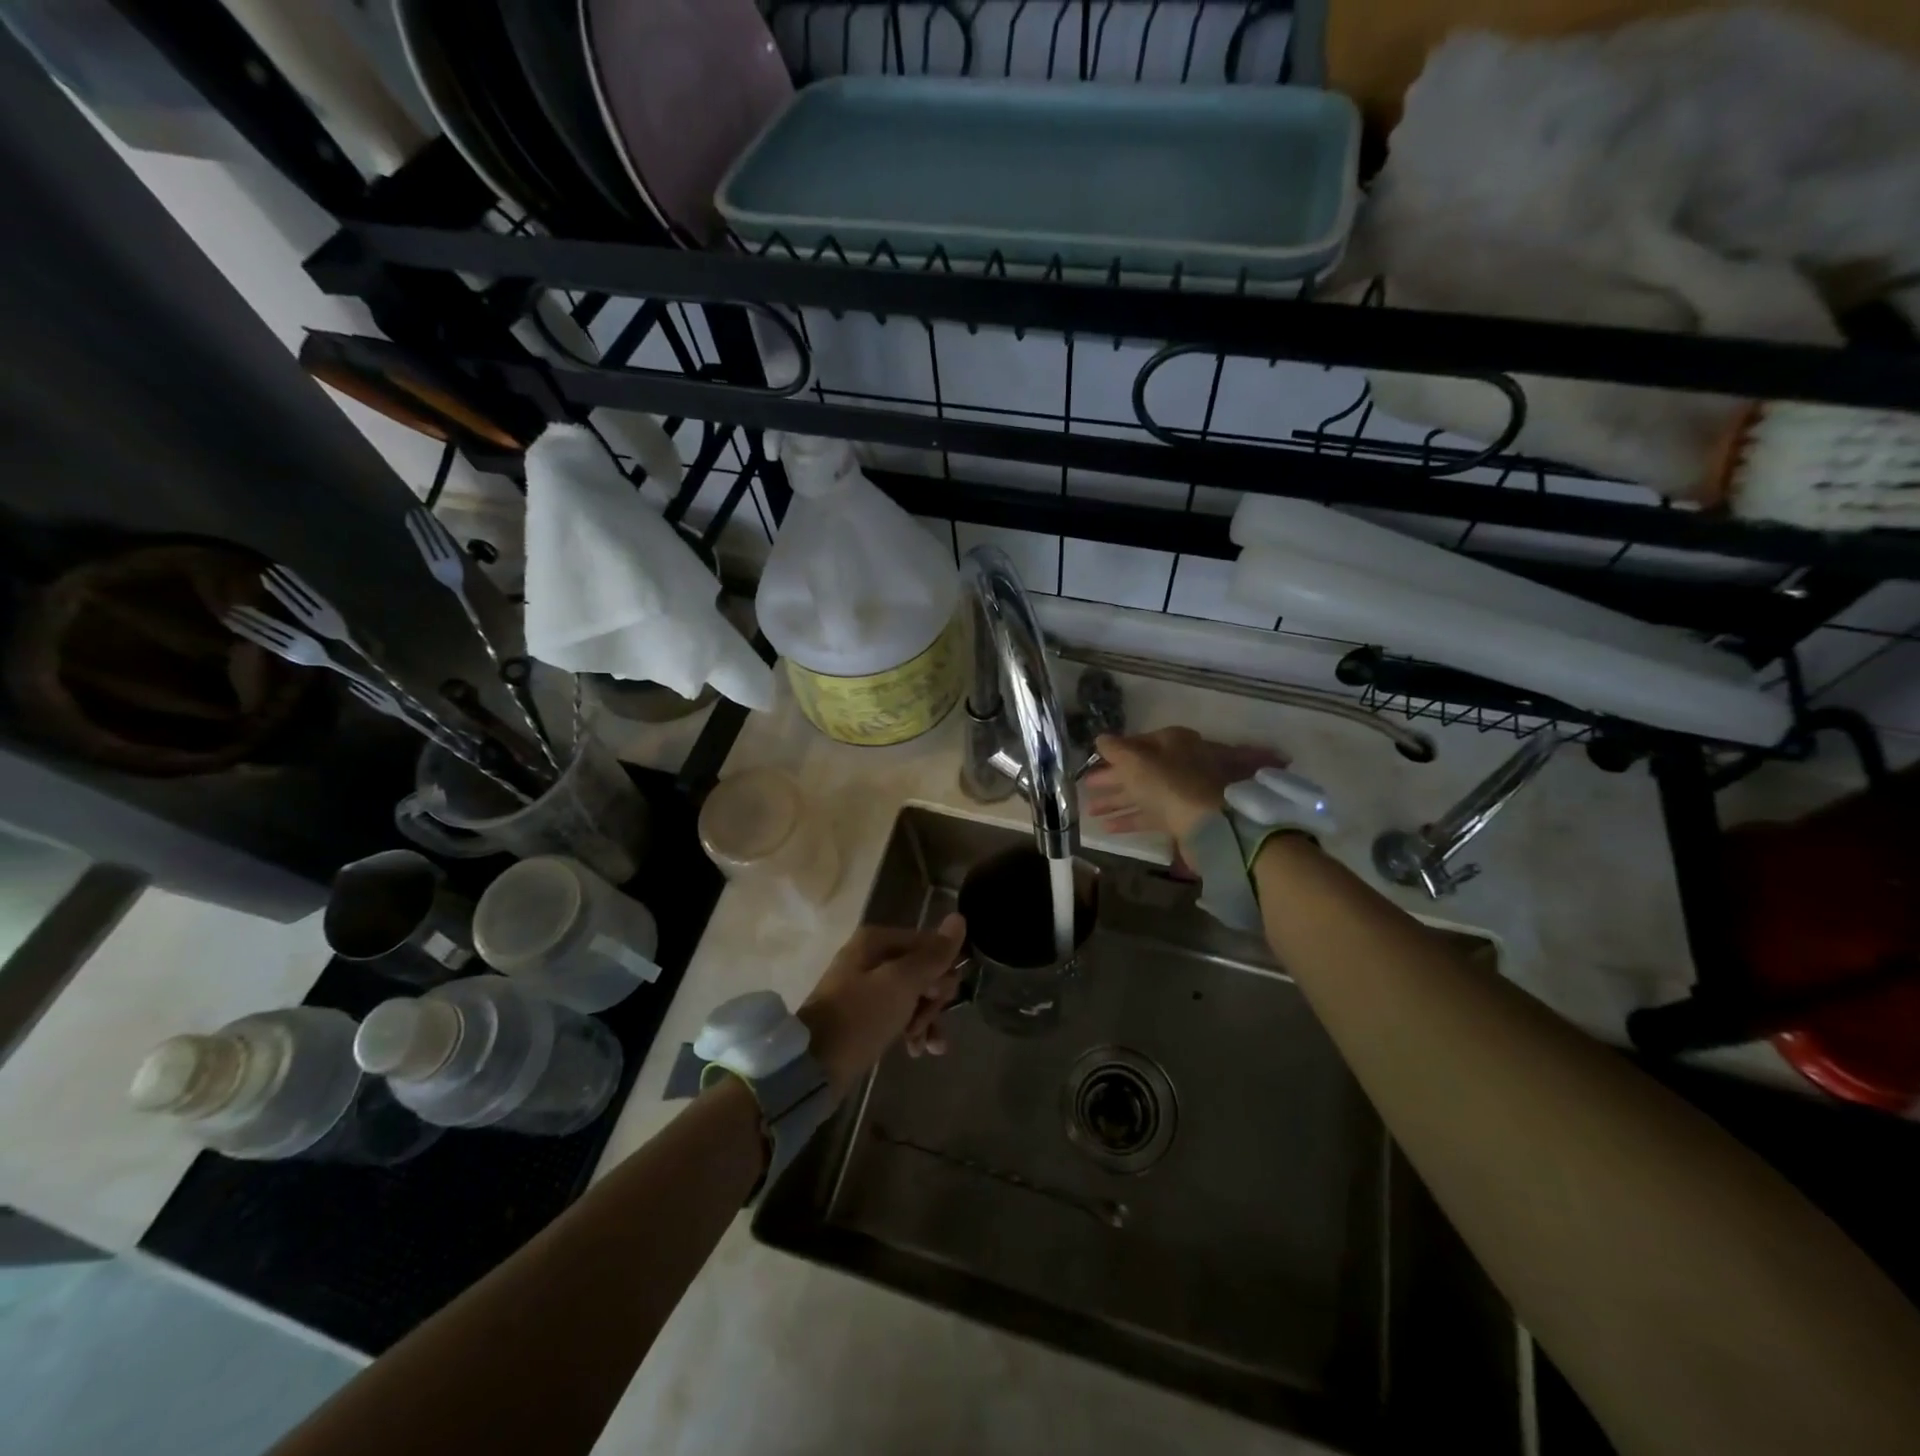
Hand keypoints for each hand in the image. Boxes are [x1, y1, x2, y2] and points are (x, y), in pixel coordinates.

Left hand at [798, 915, 966, 1096]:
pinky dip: (910, 1030)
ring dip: (925, 1019)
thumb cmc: (860, 1017)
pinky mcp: (863, 1015)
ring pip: (913, 995)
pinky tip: (918, 1051)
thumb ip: (933, 955)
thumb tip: (960, 918)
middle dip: (932, 1001)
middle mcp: (871, 957)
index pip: (929, 944)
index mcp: (877, 940)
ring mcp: (865, 986)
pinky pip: (898, 1014)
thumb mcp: (902, 984)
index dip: (942, 971)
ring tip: (925, 1046)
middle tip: (924, 1024)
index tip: (941, 998)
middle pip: (922, 970)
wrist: (812, 1067)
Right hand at [1086, 728, 1289, 846]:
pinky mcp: (1182, 817)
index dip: (1114, 752)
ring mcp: (1182, 791)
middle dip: (1111, 779)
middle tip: (1086, 787)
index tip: (1093, 761)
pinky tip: (1106, 828)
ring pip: (1143, 794)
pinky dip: (1129, 820)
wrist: (1208, 823)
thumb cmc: (1168, 783)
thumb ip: (1114, 748)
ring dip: (1115, 801)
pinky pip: (1150, 815)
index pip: (1138, 742)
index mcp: (1172, 741)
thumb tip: (1100, 739)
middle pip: (1139, 769)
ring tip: (1089, 811)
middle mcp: (1179, 763)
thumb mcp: (1134, 760)